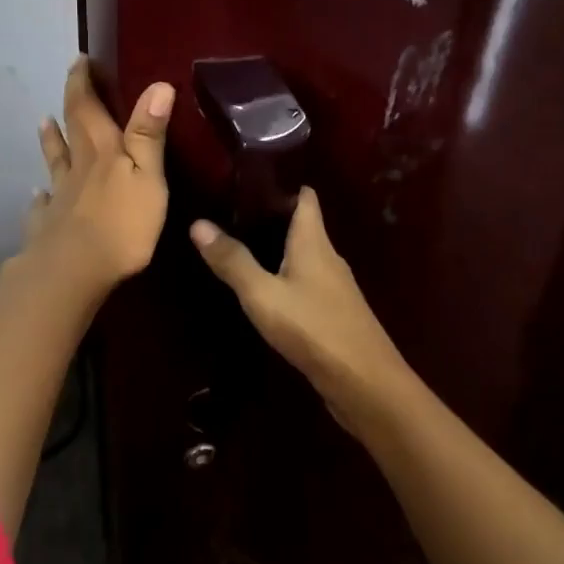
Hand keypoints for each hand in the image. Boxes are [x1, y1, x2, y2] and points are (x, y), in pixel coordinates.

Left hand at [23, 58, 173, 297]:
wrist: (73, 271)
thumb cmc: (121, 224)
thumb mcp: (147, 176)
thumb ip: (149, 134)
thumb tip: (158, 84)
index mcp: (102, 151)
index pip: (88, 108)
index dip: (83, 83)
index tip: (80, 60)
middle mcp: (77, 168)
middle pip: (70, 129)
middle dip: (71, 103)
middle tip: (69, 82)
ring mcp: (59, 197)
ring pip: (54, 163)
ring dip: (50, 141)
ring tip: (43, 123)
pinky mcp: (48, 226)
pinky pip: (42, 206)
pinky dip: (40, 197)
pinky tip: (37, 196)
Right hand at [190, 187, 421, 436]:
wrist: (365, 383)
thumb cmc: (313, 328)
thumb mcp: (263, 295)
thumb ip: (233, 261)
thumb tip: (198, 223)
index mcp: (314, 241)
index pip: (305, 197)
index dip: (283, 185)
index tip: (250, 180)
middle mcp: (328, 257)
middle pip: (304, 225)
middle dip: (273, 217)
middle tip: (232, 214)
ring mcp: (335, 287)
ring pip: (305, 256)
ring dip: (279, 250)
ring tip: (242, 248)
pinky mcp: (335, 313)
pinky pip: (308, 283)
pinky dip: (287, 277)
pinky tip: (266, 291)